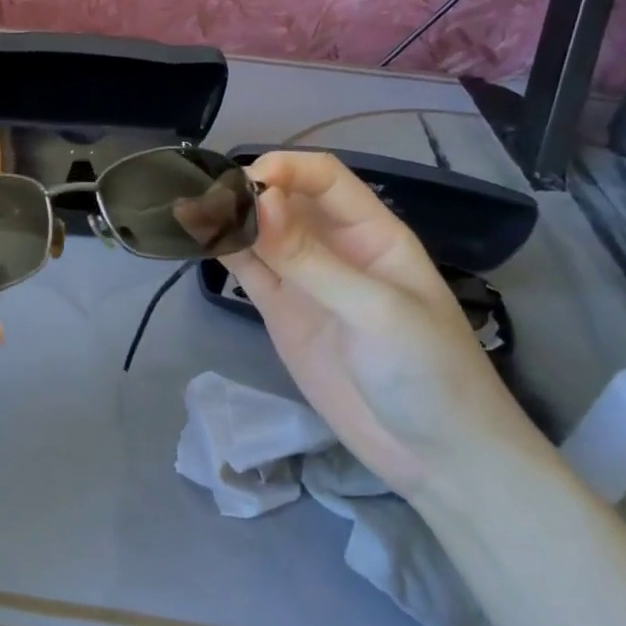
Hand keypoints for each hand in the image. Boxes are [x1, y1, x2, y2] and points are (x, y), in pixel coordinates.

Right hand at [221, 151, 542, 498]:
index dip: (285, 170)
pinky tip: (200, 241)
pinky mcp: (282, 313)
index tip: (245, 183)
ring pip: (261, 234)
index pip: (325, 178)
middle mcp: (335, 248)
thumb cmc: (427, 371)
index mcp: (373, 233)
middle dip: (249, 191)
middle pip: (286, 200)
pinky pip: (249, 272)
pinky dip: (225, 254)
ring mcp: (305, 282)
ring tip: (190, 211)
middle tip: (206, 199)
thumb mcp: (376, 310)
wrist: (436, 456)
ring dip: (230, 220)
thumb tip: (258, 202)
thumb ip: (312, 260)